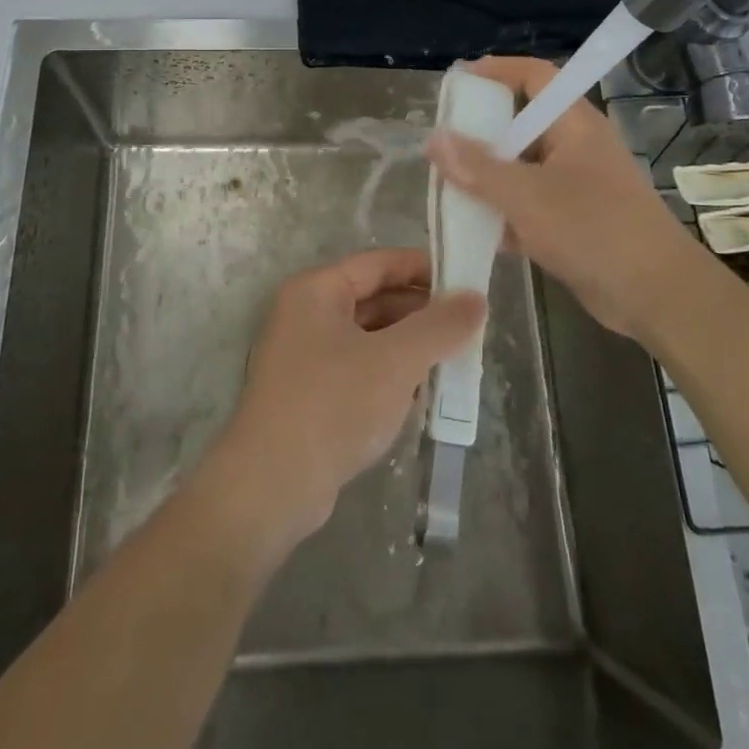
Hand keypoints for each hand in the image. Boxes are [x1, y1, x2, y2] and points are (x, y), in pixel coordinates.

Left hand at [203, 249, 486, 552]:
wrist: (272, 486)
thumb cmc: (333, 404)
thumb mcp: (395, 361)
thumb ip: (439, 326)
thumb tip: (476, 299)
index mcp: (316, 290)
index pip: (378, 263)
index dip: (422, 267)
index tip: (466, 278)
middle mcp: (306, 314)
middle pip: (374, 298)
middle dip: (421, 311)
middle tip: (469, 323)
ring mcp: (306, 356)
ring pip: (369, 336)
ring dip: (409, 344)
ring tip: (455, 355)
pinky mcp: (311, 394)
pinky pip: (360, 368)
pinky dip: (391, 372)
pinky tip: (423, 390)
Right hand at [424, 56, 689, 338]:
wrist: (657, 296)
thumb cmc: (594, 230)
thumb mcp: (527, 196)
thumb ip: (478, 168)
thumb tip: (434, 139)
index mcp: (574, 124)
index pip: (536, 76)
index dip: (498, 70)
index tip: (459, 80)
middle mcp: (577, 146)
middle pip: (523, 124)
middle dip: (482, 132)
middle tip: (443, 142)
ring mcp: (577, 185)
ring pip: (523, 168)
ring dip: (489, 177)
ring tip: (447, 186)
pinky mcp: (575, 220)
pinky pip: (531, 203)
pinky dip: (505, 211)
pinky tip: (475, 228)